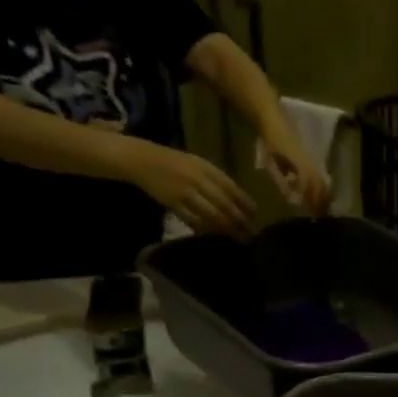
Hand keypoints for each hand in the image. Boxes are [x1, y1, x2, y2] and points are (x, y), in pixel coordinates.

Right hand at [122, 138, 256, 240]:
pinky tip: (215, 236)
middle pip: (225, 205)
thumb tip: (241, 201)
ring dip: (227, 228)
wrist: (141, 159)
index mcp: (207, 168)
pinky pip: (193, 220)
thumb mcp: (199, 164)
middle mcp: (198, 180)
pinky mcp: (172, 203)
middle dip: (240, 221)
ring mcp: (185, 192)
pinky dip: (206, 229)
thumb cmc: (175, 162)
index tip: (256, 217)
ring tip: (237, 238)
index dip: (246, 205)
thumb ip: (218, 180)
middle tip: (251, 234)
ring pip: (212, 215)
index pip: (233, 189)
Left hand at [259, 128, 333, 217]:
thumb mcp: (271, 162)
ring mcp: (313, 161)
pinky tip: (321, 196)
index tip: (312, 214)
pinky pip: (322, 177)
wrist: (274, 122)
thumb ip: (281, 180)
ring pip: (323, 182)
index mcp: (301, 164)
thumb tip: (290, 198)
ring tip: (323, 209)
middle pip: (321, 186)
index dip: (312, 200)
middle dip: (321, 202)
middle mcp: (311, 164)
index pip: (310, 187)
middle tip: (320, 216)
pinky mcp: (312, 160)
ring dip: (325, 196)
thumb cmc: (271, 143)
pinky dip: (324, 189)